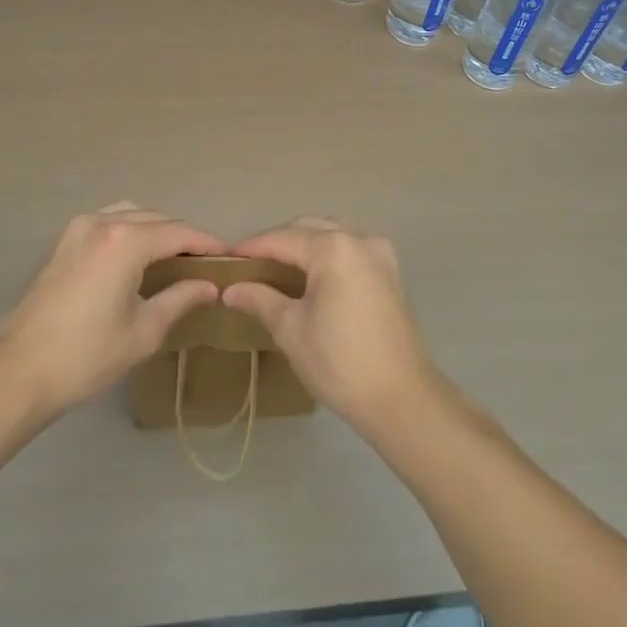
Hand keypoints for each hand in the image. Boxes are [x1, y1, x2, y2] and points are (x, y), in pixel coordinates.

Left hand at [0, 203, 224, 421]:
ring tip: (177, 257)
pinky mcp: (64, 241)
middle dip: (184, 236)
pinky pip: (110, 221)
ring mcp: (79, 228)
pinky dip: (132, 229)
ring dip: (158, 229)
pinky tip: (140, 254)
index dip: (208, 243)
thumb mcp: (144, 331)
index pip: (179, 233)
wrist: (19, 371)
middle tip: (207, 262)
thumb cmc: (87, 355)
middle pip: (157, 219)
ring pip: (132, 214)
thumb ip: (181, 299)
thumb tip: (210, 286)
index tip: (230, 256)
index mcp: (125, 242)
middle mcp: (103, 222)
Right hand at [223, 217, 438, 438]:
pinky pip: (351, 249)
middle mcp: (359, 240)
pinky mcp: (390, 273)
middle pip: (309, 228)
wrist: (401, 397)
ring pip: (332, 233)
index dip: (252, 247)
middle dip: (278, 242)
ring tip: (278, 267)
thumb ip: (260, 299)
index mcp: (333, 248)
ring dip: (305, 243)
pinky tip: (312, 275)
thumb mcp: (290, 329)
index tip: (226, 259)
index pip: (282, 238)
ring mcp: (379, 254)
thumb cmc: (339, 361)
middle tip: (249, 265)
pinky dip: (328, 253)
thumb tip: (230, 289)